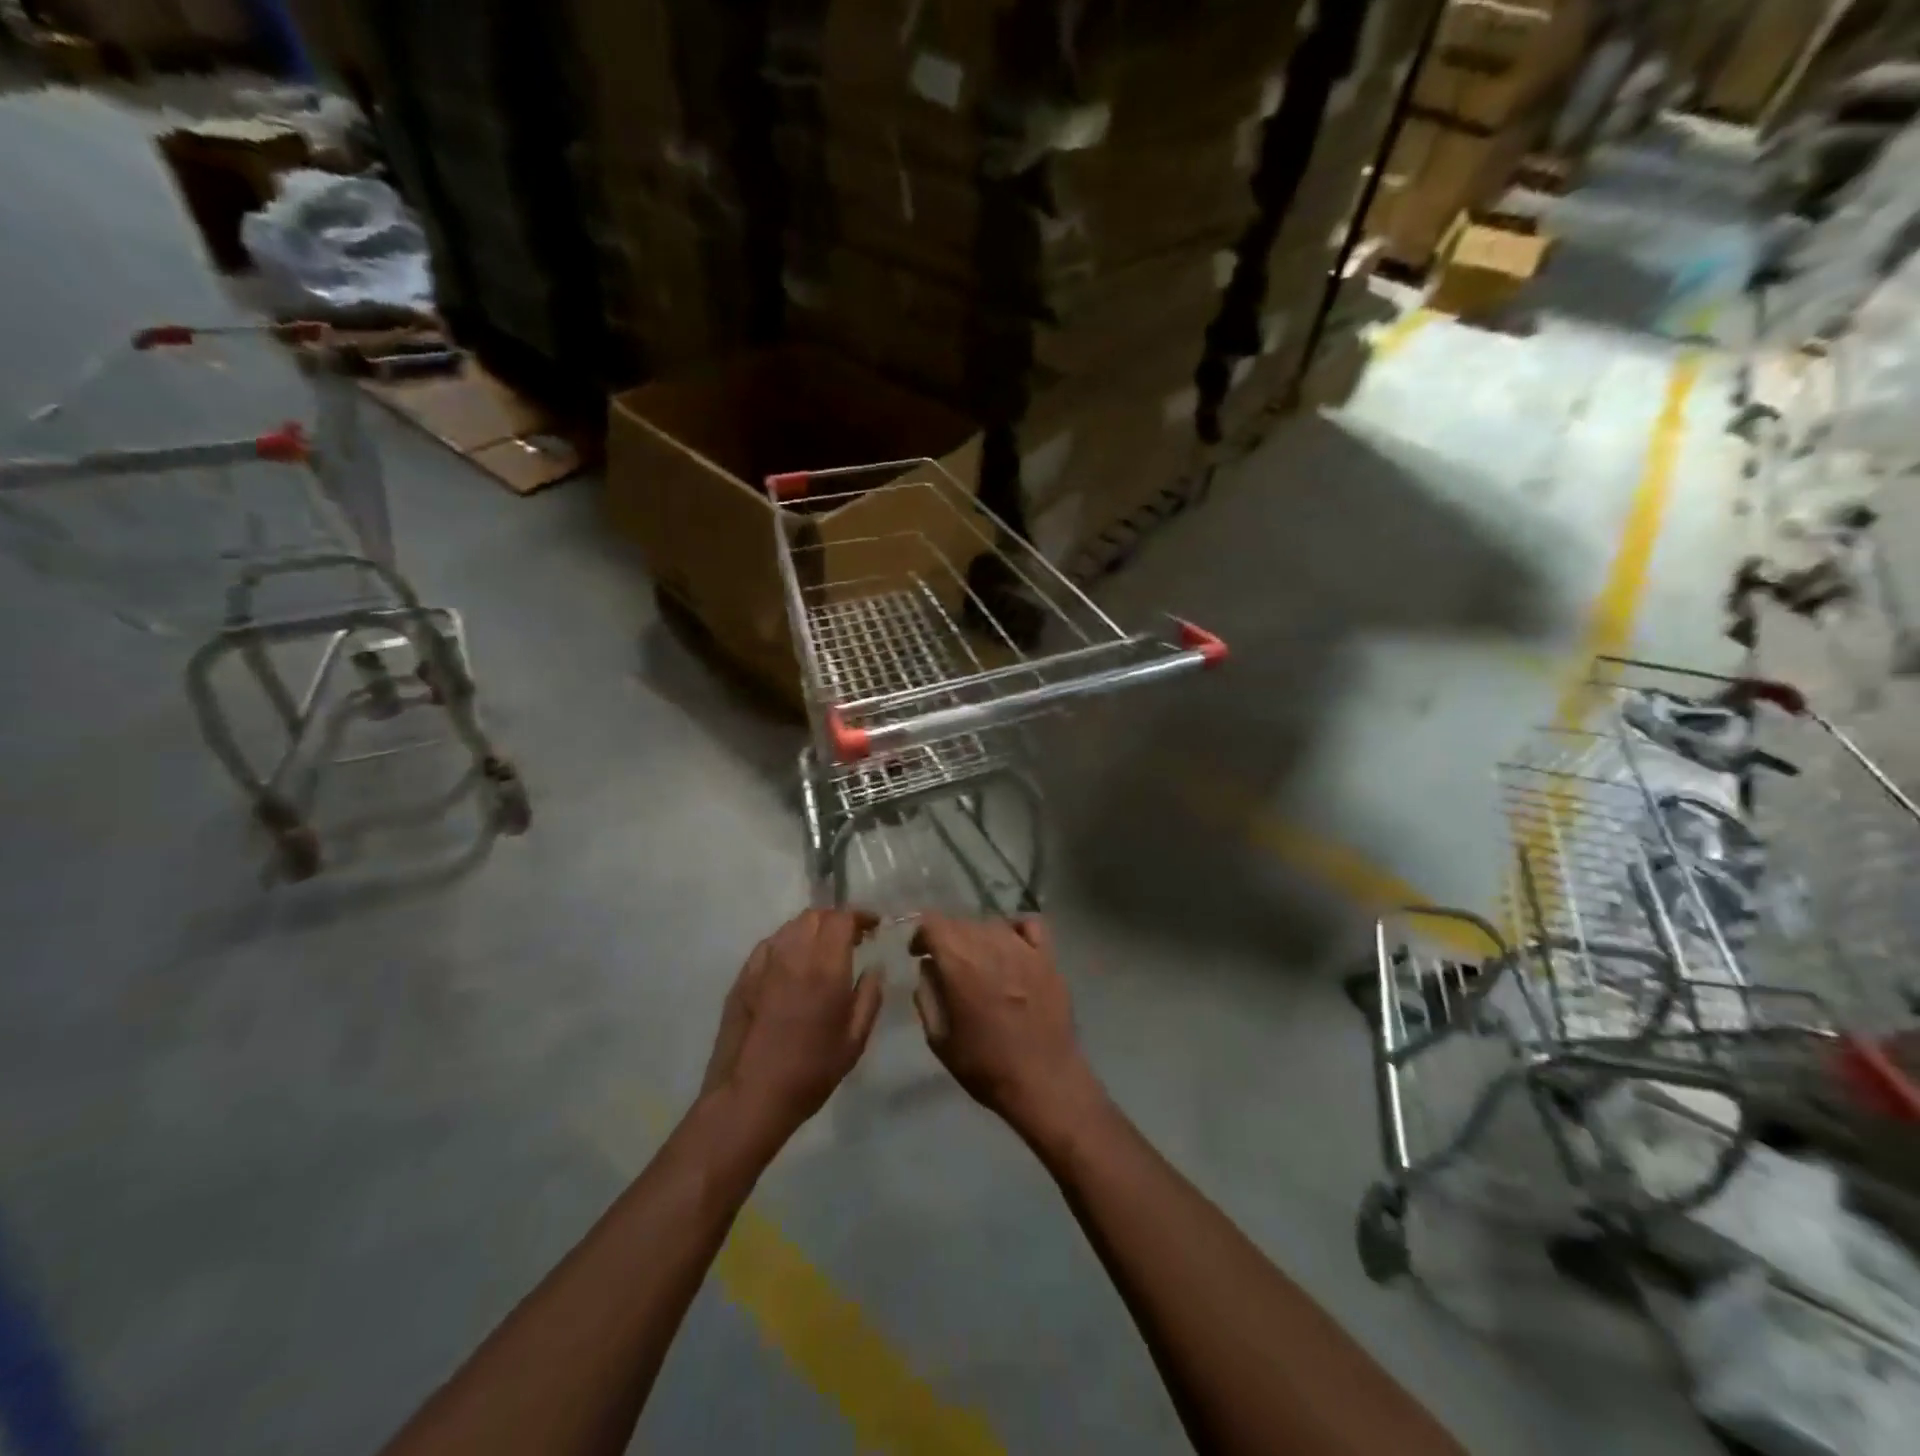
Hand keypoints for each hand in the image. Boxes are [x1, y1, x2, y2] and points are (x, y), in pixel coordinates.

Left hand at [702, 909, 883, 1138]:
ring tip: (822, 951)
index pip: (842, 918)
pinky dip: (787, 944)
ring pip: (790, 927)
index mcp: (825, 967)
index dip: (860, 916)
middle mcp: (793, 954)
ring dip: (811, 930)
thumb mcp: (854, 1040)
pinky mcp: (743, 976)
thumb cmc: (810, 1071)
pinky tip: (792, 966)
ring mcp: (763, 963)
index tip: (873, 927)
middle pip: (815, 916)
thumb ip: (870, 996)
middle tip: (850, 939)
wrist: (749, 1096)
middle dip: (836, 920)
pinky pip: (770, 945)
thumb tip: (874, 967)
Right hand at [910, 915, 1103, 1143]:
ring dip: (977, 936)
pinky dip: (1014, 929)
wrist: (1043, 1081)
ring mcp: (1023, 949)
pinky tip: (1011, 947)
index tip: (918, 954)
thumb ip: (927, 996)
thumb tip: (928, 968)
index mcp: (960, 964)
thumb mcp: (940, 1039)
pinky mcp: (1048, 957)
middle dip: (947, 938)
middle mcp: (991, 945)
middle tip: (946, 965)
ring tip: (978, 961)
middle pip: (961, 922)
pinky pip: (1029, 925)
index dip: (921, 935)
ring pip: (991, 923)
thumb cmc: (986, 1066)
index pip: (933, 924)